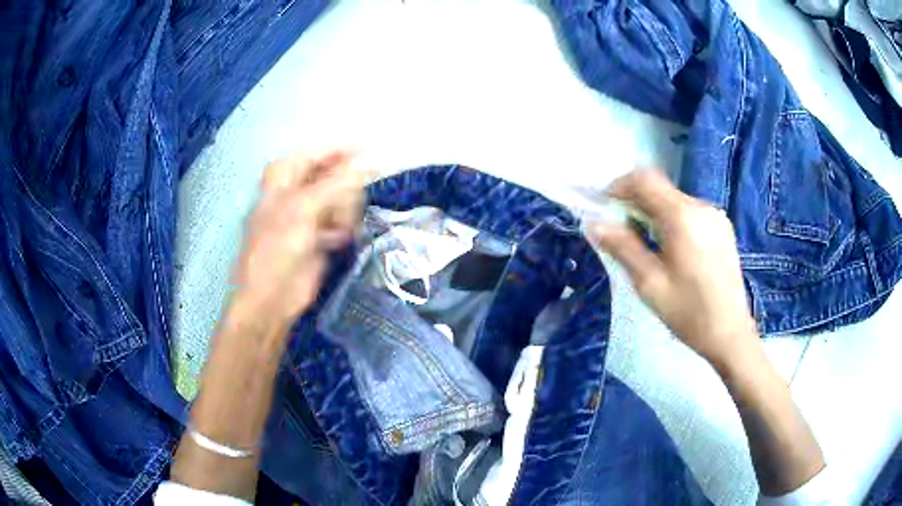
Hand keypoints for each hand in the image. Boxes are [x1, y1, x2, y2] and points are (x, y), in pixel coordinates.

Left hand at [226, 151, 364, 331]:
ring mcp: (308, 216)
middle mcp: (295, 193)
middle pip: (331, 176)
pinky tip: (338, 240)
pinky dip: (343, 228)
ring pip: (340, 200)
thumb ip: (337, 183)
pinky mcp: (319, 237)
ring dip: (345, 211)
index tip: (368, 150)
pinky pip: (341, 221)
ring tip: (340, 228)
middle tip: (347, 204)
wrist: (272, 298)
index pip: (314, 153)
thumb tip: (370, 162)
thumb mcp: (304, 208)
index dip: (339, 150)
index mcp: (282, 179)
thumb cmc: (278, 248)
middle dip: (344, 188)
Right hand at [587, 169, 757, 369]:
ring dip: (654, 212)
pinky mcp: (722, 228)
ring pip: (675, 200)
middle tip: (621, 231)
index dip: (619, 186)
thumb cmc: (688, 312)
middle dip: (636, 202)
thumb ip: (622, 247)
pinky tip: (671, 248)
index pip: (645, 179)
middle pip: (661, 189)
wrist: (730, 334)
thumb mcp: (650, 283)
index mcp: (682, 217)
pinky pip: (690, 212)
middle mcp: (701, 207)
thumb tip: (594, 223)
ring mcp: (715, 216)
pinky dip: (672, 220)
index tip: (604, 207)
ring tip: (646, 243)